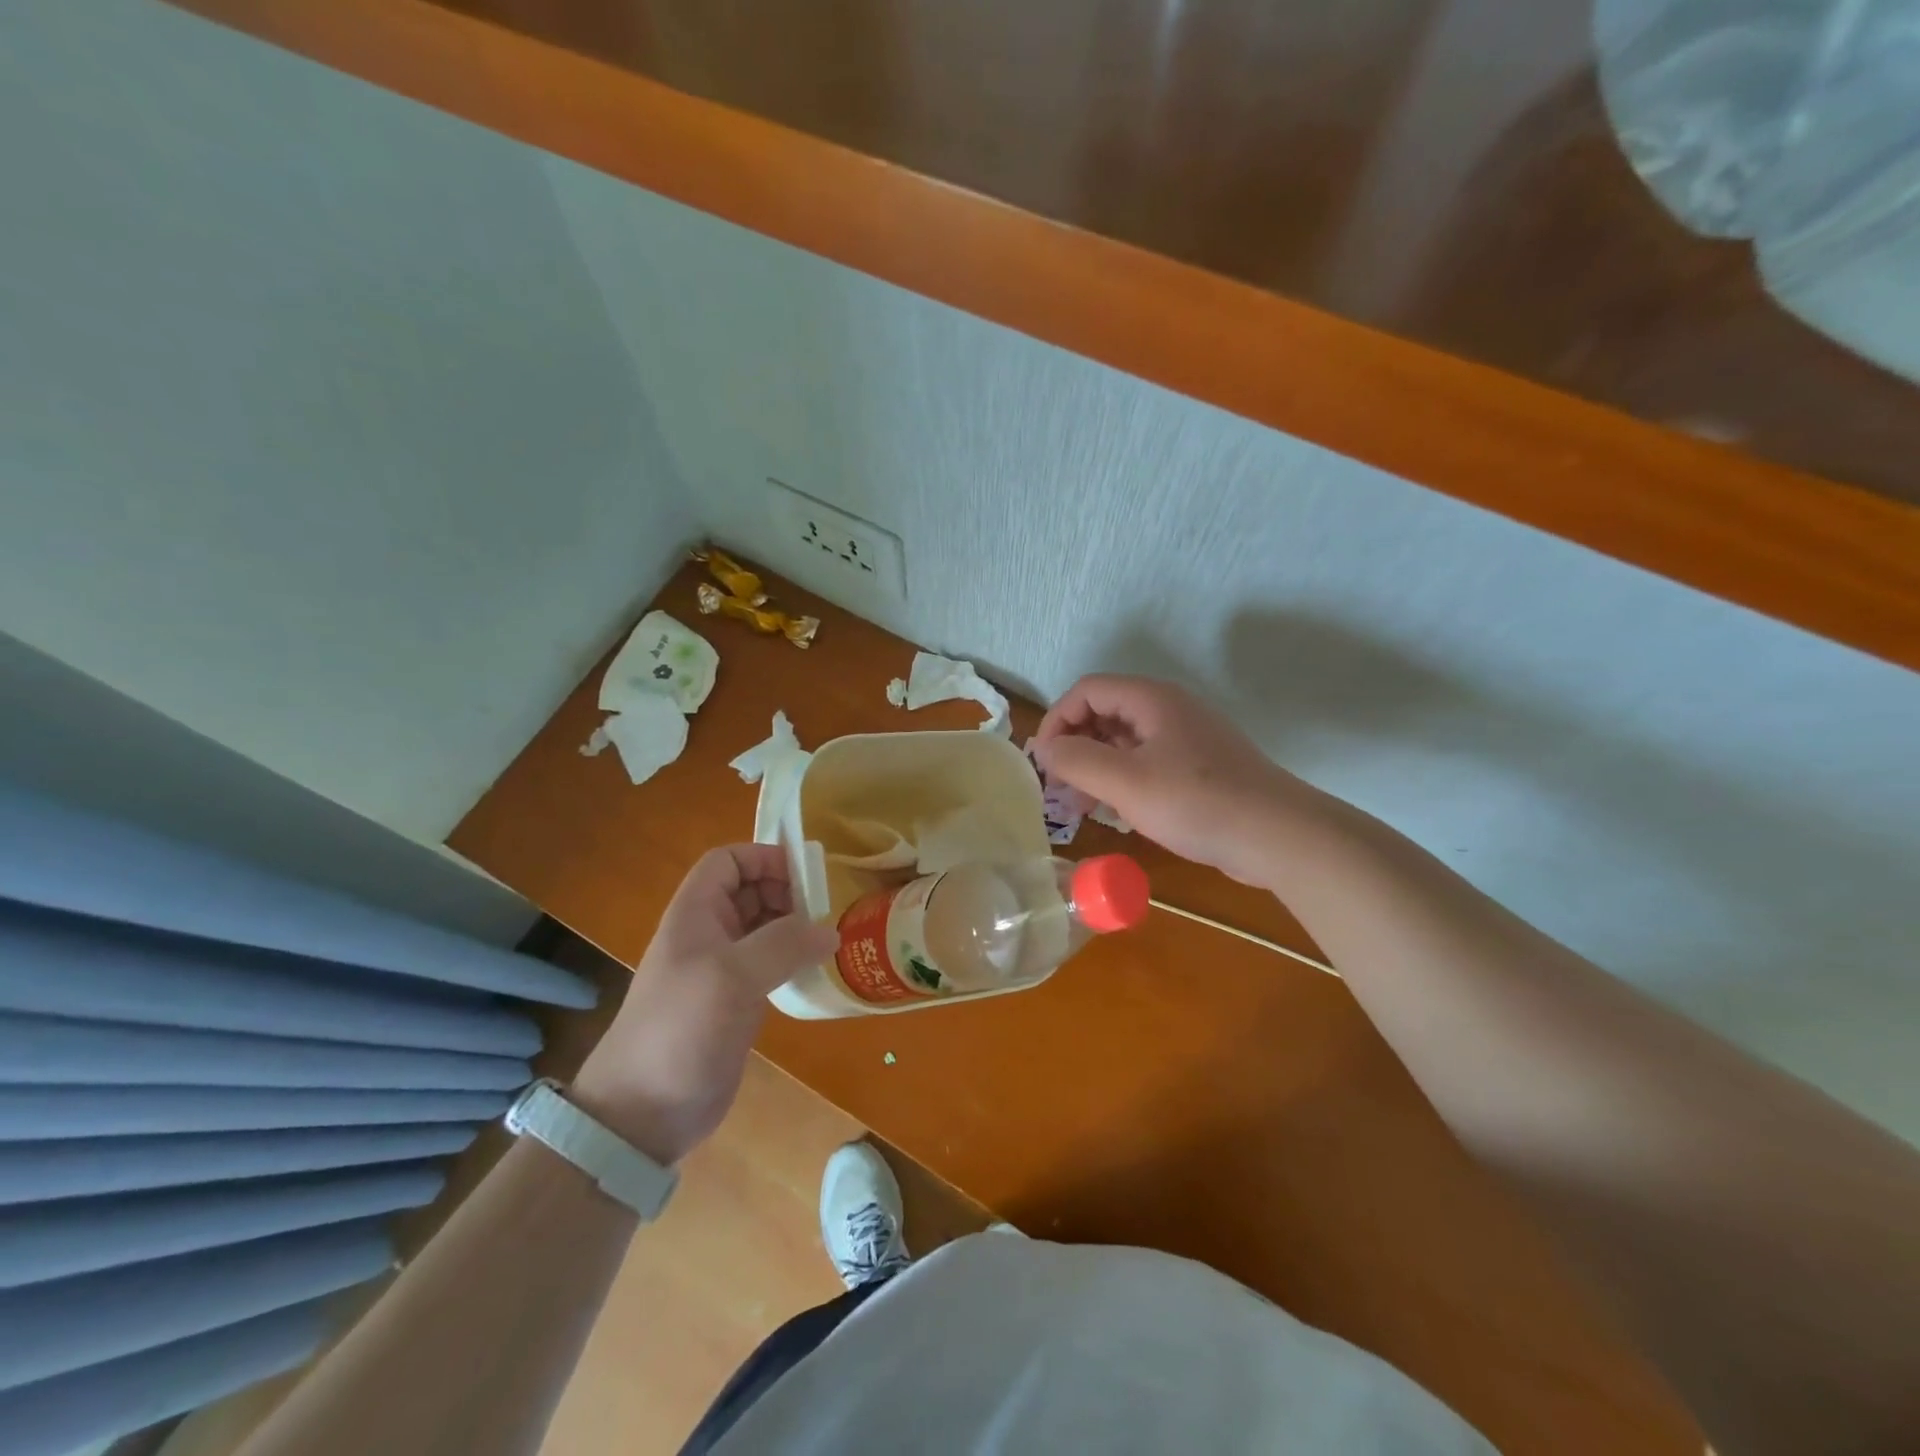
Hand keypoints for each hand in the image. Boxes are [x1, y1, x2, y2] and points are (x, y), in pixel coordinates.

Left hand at [572, 845, 835, 1164]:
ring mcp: (721, 970)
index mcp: (695, 914)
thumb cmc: (680, 1029)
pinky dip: (794, 959)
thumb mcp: (731, 977)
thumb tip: (831, 930)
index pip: (728, 861)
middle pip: (750, 891)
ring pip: (763, 928)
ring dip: (795, 925)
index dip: (764, 858)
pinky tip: (818, 969)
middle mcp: (707, 934)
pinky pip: (770, 964)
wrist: (642, 1113)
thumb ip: (783, 944)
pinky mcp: (735, 1002)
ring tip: (830, 936)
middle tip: (827, 909)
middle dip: (788, 891)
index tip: (807, 874)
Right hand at [1033, 674, 1310, 882]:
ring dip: (1096, 766)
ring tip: (1080, 805)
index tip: (1044, 762)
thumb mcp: (1125, 782)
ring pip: (1125, 741)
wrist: (1278, 836)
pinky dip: (1123, 780)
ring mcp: (1187, 738)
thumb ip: (1076, 760)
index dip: (1057, 720)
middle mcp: (1168, 709)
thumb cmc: (1196, 803)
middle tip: (1059, 787)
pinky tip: (1117, 812)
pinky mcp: (1199, 767)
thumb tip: (1044, 748)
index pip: (1086, 691)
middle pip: (1105, 712)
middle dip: (1074, 746)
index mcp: (1151, 699)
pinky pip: (1147, 762)